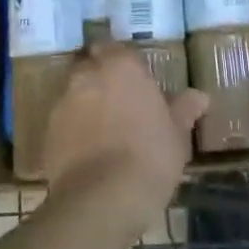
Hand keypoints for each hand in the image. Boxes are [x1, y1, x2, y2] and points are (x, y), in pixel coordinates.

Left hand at [43, 44, 208, 235]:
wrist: (102, 200)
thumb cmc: (149, 157)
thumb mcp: (176, 134)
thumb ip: (184, 109)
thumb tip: (200, 96)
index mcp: (122, 66)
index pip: (118, 48)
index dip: (124, 62)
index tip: (134, 78)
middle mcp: (88, 75)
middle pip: (91, 66)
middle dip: (101, 77)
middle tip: (118, 100)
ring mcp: (64, 102)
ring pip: (74, 93)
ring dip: (86, 103)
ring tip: (102, 129)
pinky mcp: (48, 132)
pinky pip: (63, 122)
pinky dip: (72, 129)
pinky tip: (87, 152)